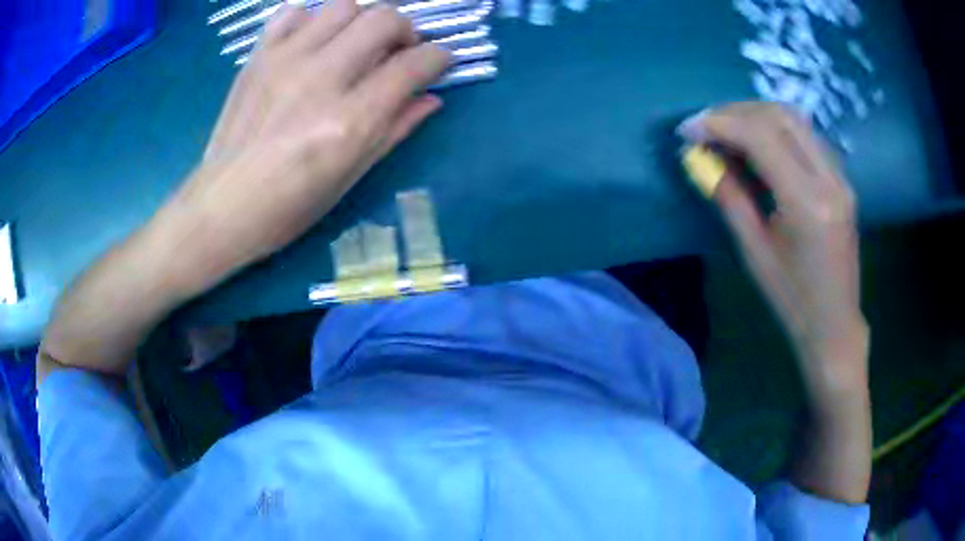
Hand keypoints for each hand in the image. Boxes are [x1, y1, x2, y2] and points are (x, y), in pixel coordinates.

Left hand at [167, 0, 449, 270]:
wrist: (221, 207)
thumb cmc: (289, 207)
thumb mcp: (351, 177)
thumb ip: (395, 129)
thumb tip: (431, 98)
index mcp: (349, 121)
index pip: (414, 64)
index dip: (439, 58)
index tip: (439, 63)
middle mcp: (320, 79)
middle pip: (384, 19)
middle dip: (406, 30)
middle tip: (398, 52)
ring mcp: (284, 61)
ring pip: (344, 6)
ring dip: (361, 21)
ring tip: (355, 46)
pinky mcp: (258, 57)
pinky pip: (294, 12)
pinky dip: (313, 19)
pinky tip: (313, 43)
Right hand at [680, 103, 868, 393]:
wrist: (835, 323)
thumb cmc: (792, 300)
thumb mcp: (754, 252)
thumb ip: (729, 197)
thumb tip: (700, 159)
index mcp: (806, 203)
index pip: (761, 137)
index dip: (720, 123)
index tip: (688, 129)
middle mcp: (829, 179)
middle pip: (780, 116)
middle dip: (736, 111)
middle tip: (705, 125)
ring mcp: (840, 177)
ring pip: (796, 119)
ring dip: (756, 114)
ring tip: (727, 129)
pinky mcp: (842, 179)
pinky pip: (806, 136)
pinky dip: (777, 128)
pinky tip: (758, 142)